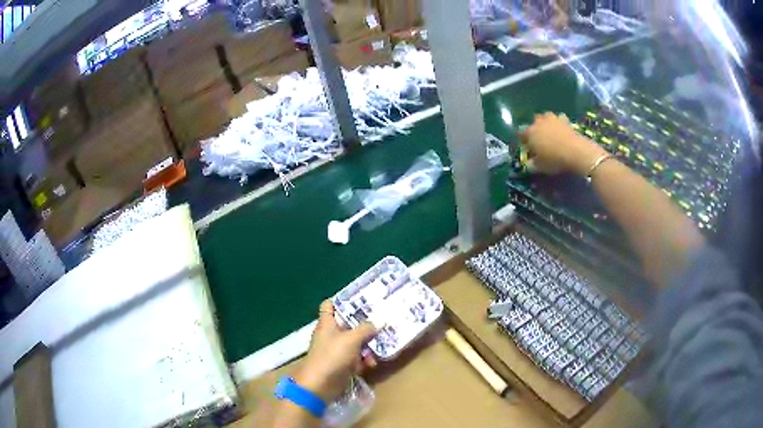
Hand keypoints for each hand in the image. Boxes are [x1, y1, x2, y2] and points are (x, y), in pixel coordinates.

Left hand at [294, 300, 377, 402]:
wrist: (320, 385)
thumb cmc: (332, 356)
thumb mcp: (351, 339)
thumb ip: (366, 329)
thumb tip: (379, 320)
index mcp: (327, 323)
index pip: (330, 305)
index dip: (343, 300)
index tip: (361, 300)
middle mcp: (331, 335)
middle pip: (348, 325)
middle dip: (364, 325)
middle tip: (382, 322)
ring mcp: (336, 350)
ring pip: (355, 343)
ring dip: (368, 346)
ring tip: (380, 348)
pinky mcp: (342, 365)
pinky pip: (356, 358)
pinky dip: (364, 360)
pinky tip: (372, 364)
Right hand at [520, 112, 607, 175]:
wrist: (576, 152)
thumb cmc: (554, 159)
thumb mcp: (540, 167)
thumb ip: (532, 165)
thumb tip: (528, 164)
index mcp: (530, 132)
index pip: (521, 134)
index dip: (523, 141)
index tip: (527, 148)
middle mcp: (539, 122)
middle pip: (533, 123)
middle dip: (535, 129)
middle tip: (539, 140)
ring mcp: (552, 119)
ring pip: (545, 117)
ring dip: (546, 123)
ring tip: (550, 132)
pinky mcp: (565, 120)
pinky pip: (560, 119)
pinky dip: (560, 123)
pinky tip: (562, 130)